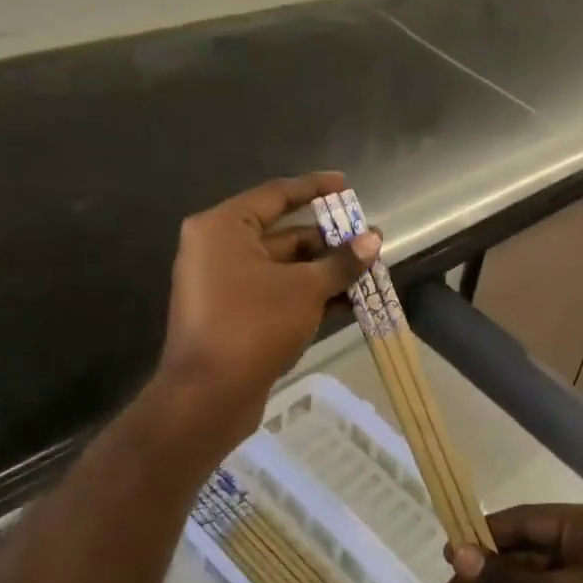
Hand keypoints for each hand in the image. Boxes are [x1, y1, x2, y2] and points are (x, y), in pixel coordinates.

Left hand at [155, 172, 379, 451]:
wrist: (208, 397)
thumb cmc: (253, 325)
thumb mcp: (305, 289)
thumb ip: (341, 262)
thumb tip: (374, 238)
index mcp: (224, 228)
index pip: (277, 194)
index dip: (315, 188)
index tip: (346, 184)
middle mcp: (219, 249)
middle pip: (284, 234)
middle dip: (329, 241)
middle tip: (369, 241)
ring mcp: (225, 284)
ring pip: (285, 267)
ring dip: (325, 271)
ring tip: (369, 272)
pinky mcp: (234, 315)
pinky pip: (277, 293)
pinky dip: (309, 294)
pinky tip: (349, 302)